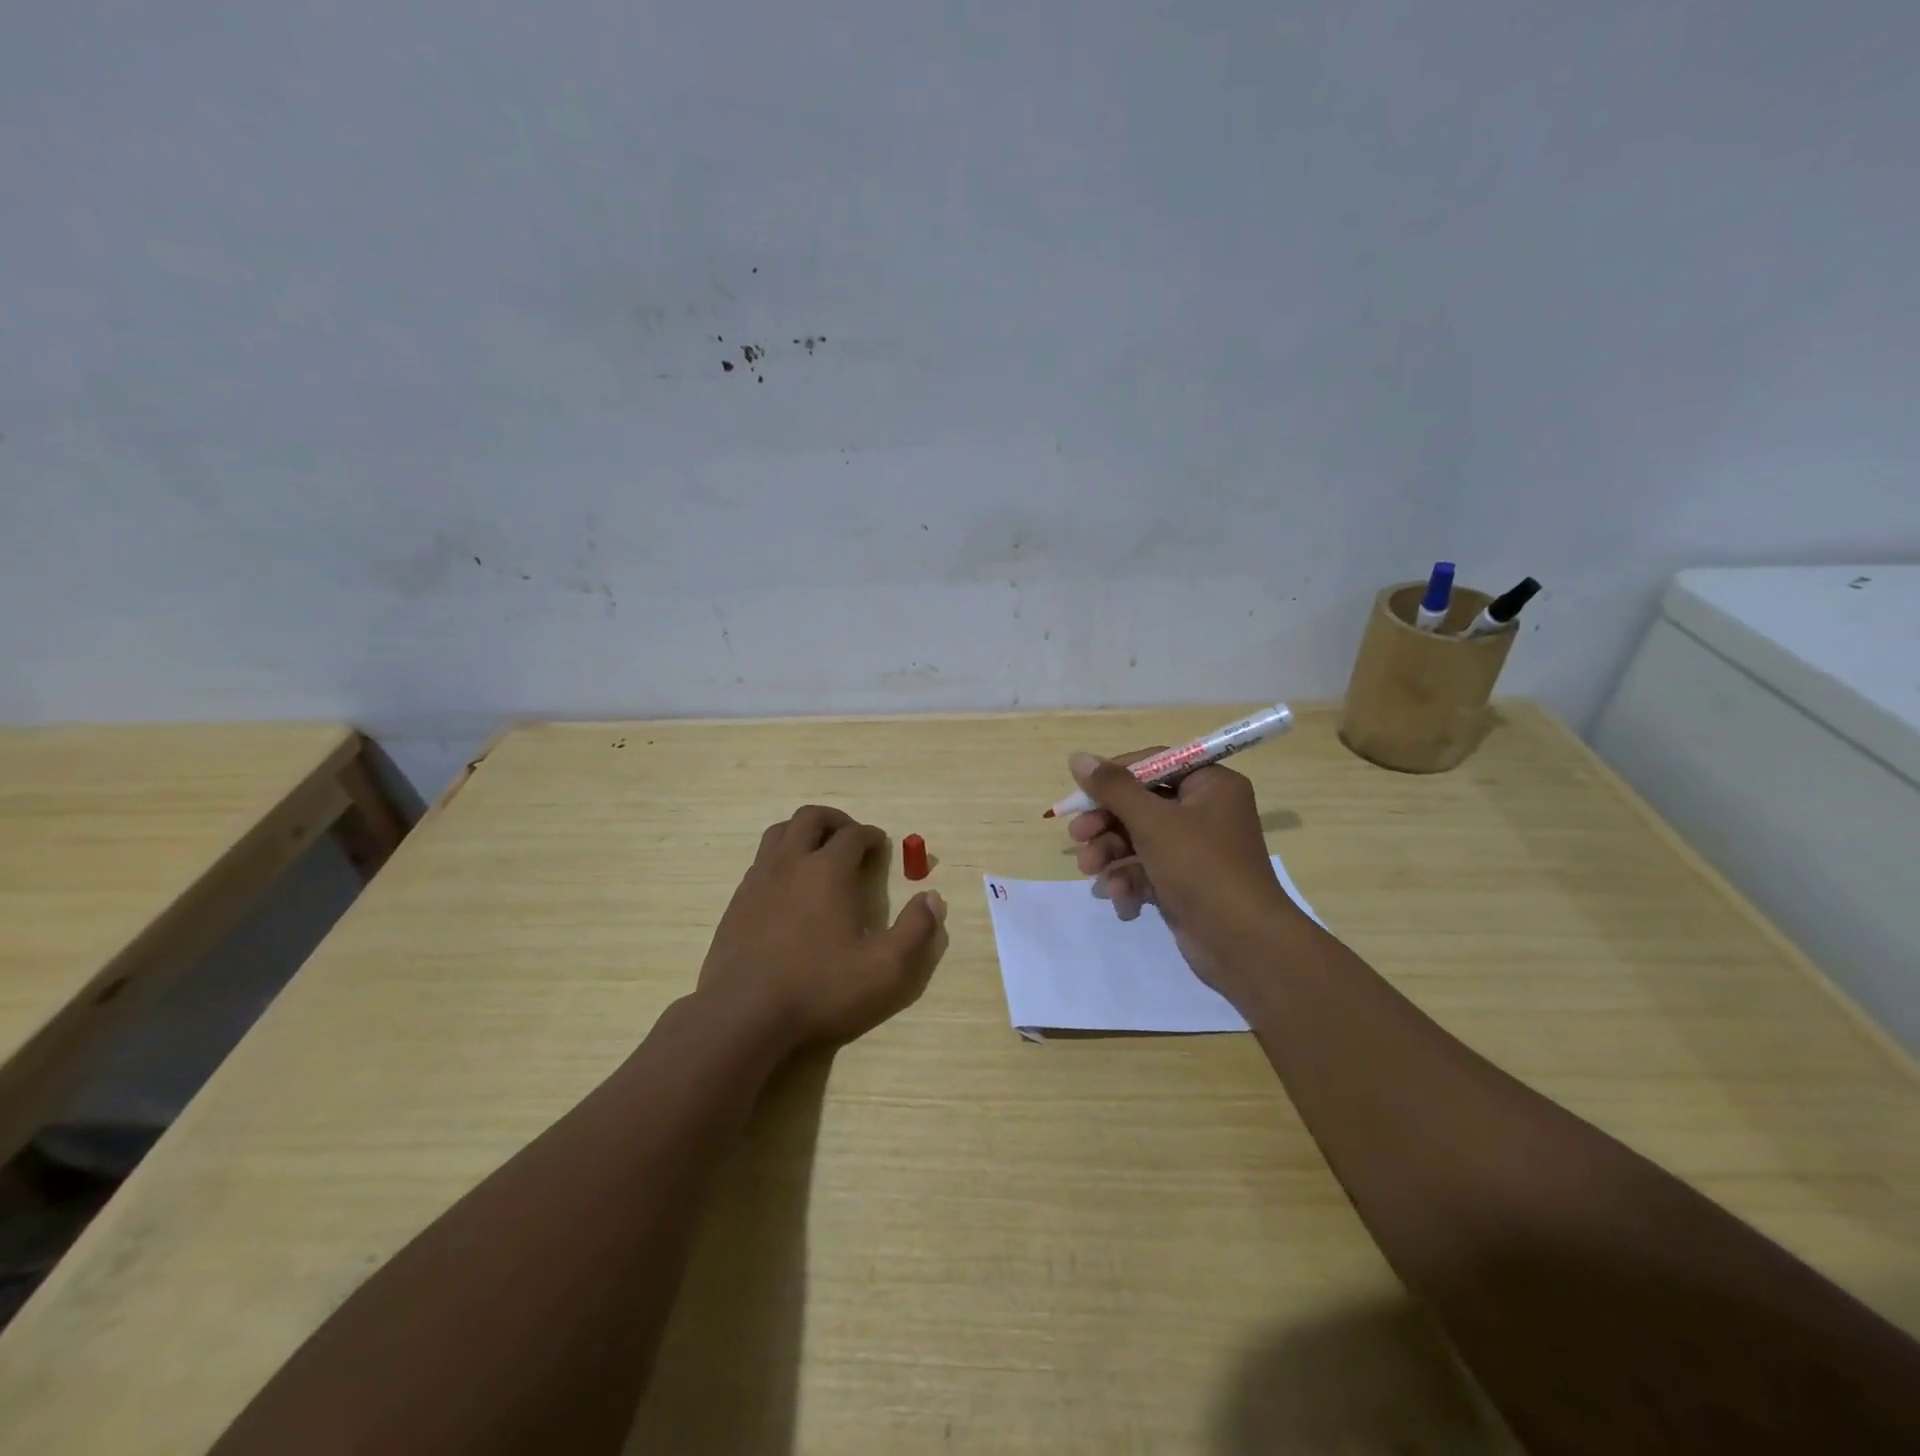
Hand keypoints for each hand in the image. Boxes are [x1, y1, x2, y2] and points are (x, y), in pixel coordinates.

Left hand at [698, 804, 946, 1051]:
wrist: (743, 1015)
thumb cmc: (820, 988)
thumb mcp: (885, 968)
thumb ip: (916, 930)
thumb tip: (933, 898)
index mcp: (828, 869)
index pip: (854, 834)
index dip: (872, 836)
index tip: (882, 848)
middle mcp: (791, 862)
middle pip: (811, 817)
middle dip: (836, 821)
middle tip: (852, 839)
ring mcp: (758, 879)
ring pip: (779, 833)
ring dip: (804, 833)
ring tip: (819, 854)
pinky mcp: (737, 901)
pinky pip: (761, 861)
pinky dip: (781, 859)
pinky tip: (789, 889)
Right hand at [1065, 751, 1307, 1006]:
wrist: (1243, 944)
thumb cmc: (1201, 868)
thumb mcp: (1153, 822)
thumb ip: (1113, 788)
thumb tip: (1078, 757)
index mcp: (1211, 785)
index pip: (1155, 764)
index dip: (1114, 776)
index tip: (1082, 792)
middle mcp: (1205, 812)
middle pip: (1141, 804)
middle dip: (1106, 822)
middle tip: (1076, 835)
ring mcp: (1195, 850)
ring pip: (1139, 839)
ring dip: (1110, 853)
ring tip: (1089, 870)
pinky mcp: (1185, 883)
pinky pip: (1148, 870)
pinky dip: (1130, 881)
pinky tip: (1120, 898)